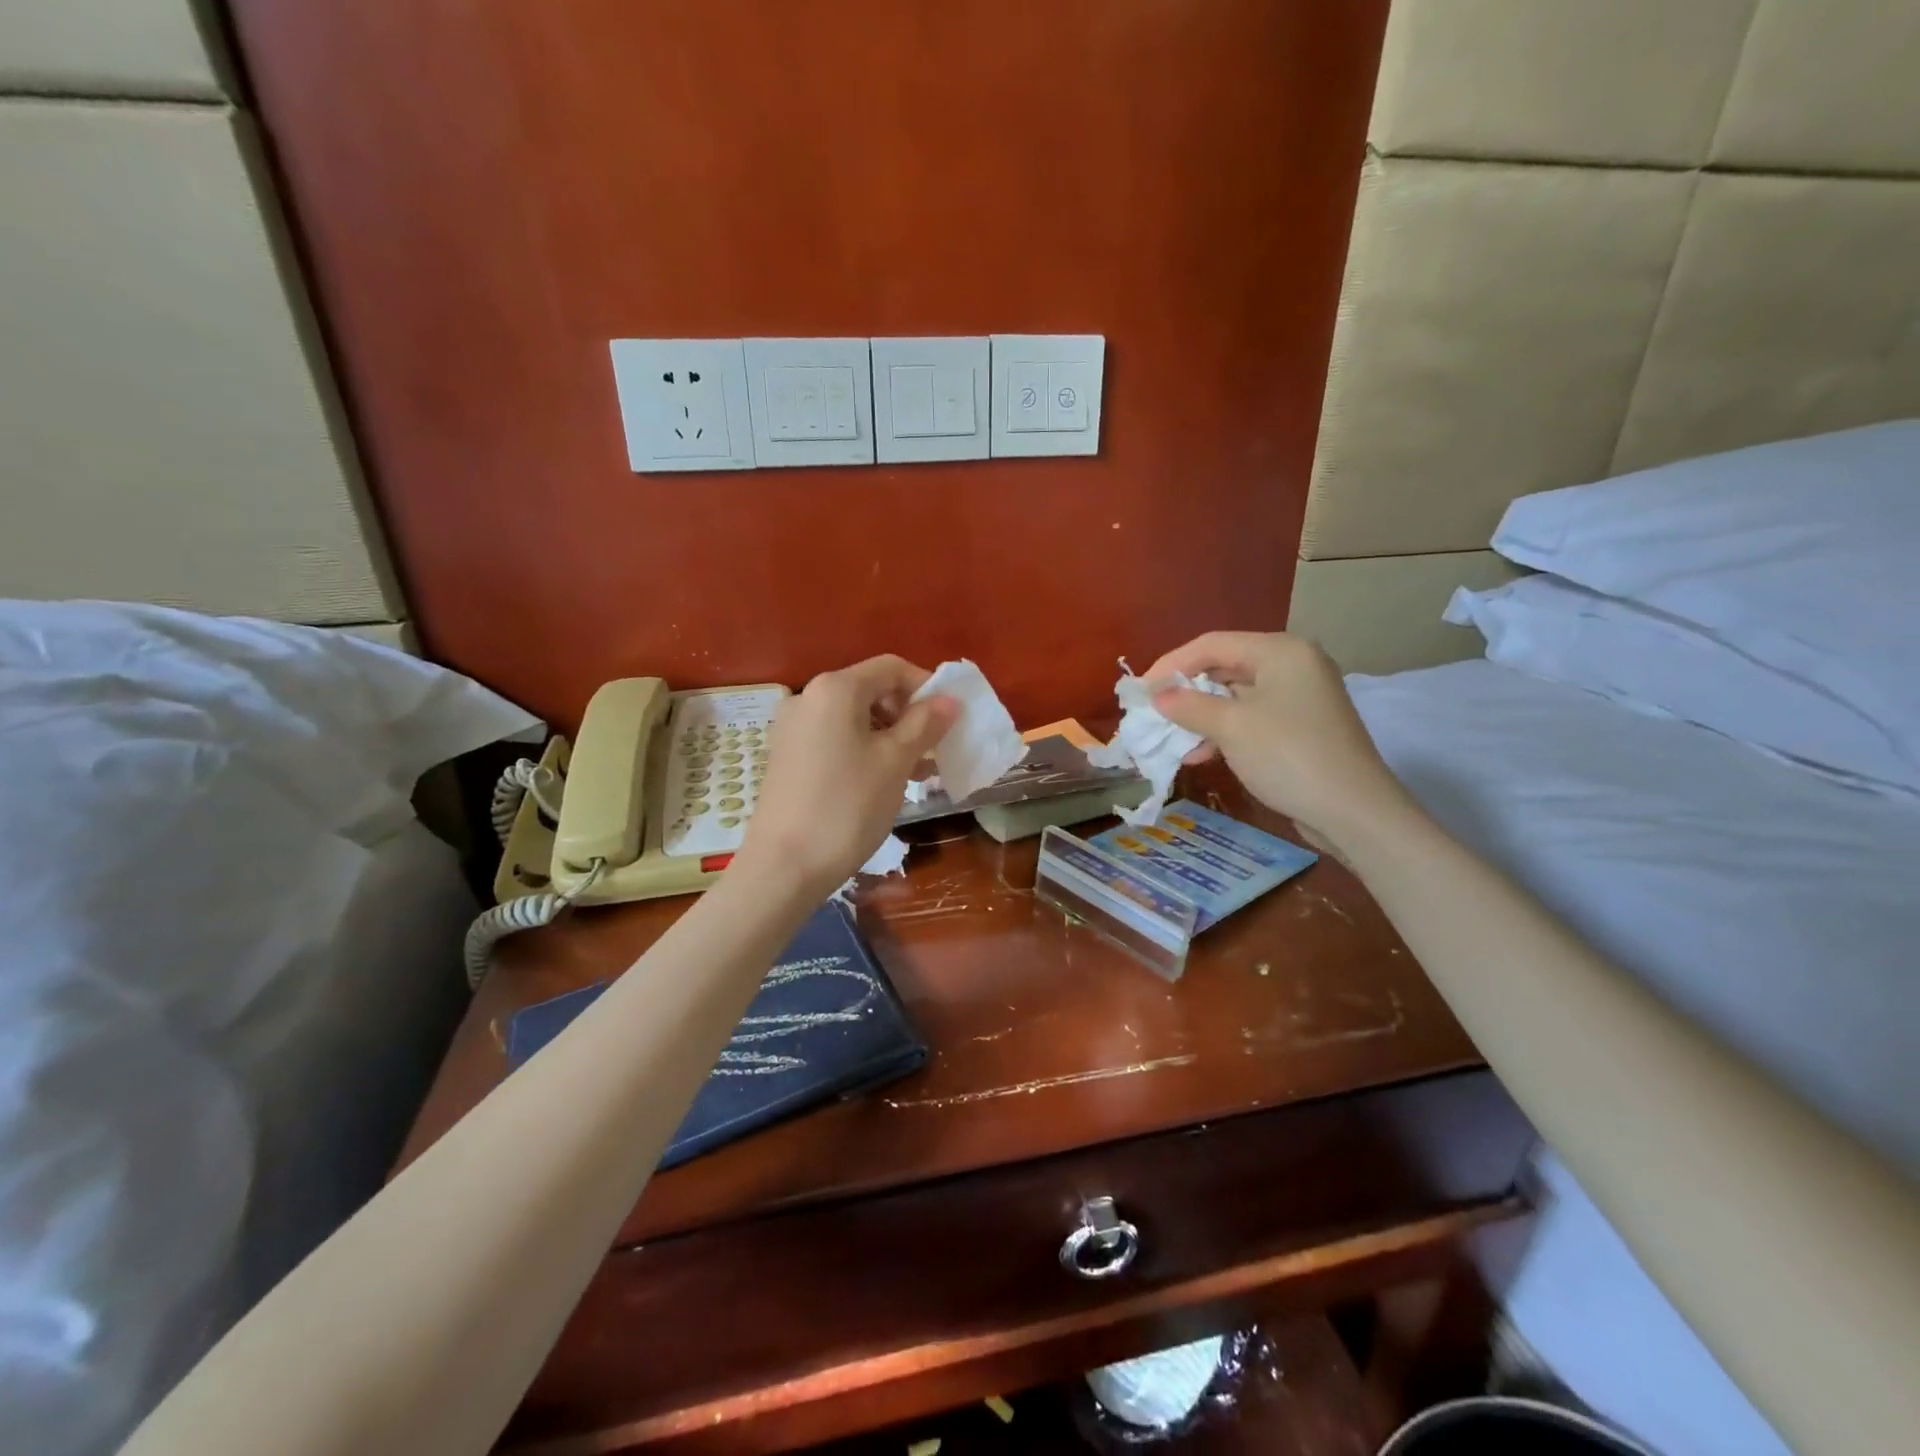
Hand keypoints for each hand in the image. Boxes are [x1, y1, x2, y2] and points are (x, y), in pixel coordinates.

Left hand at [738, 656, 958, 898]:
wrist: (784, 867)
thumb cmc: (847, 807)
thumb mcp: (895, 762)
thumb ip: (925, 725)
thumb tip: (949, 701)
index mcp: (834, 689)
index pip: (891, 668)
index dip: (926, 687)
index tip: (950, 720)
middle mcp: (807, 698)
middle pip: (871, 691)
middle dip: (908, 715)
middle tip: (934, 750)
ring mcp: (792, 729)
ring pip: (854, 719)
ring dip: (890, 737)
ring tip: (916, 773)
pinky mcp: (786, 757)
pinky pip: (834, 739)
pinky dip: (864, 750)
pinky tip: (883, 782)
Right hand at [1143, 632, 1411, 854]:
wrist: (1353, 811)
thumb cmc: (1288, 755)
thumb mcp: (1231, 727)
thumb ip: (1188, 705)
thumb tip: (1157, 696)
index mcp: (1281, 651)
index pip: (1212, 644)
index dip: (1171, 664)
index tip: (1141, 691)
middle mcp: (1294, 664)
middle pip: (1225, 667)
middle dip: (1186, 692)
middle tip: (1154, 713)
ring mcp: (1300, 696)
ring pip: (1236, 696)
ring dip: (1201, 716)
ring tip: (1173, 740)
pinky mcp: (1302, 726)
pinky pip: (1252, 717)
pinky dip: (1224, 731)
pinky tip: (1201, 755)